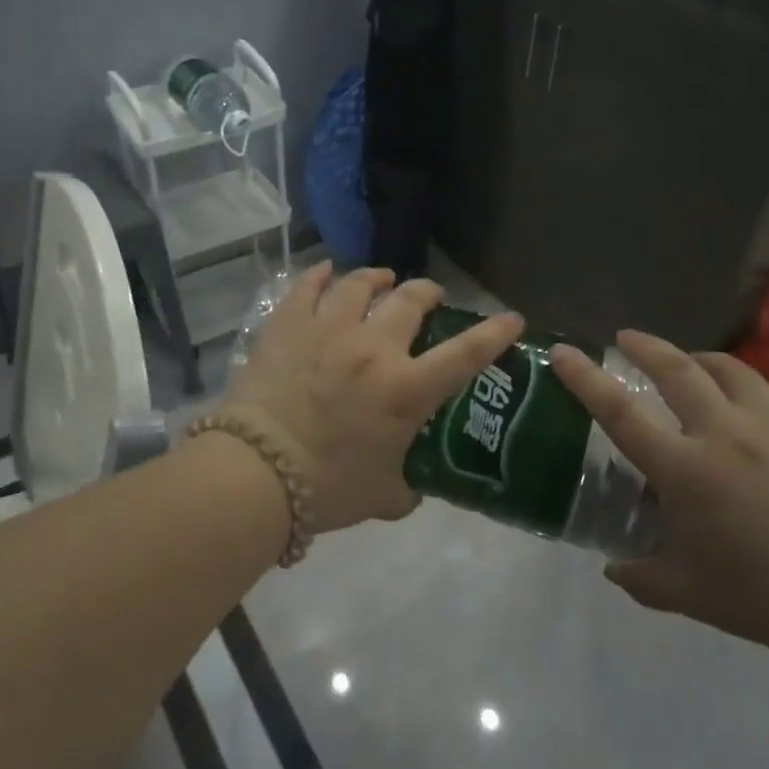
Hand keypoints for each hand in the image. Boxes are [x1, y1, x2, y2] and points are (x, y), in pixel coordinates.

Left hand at [226, 264, 524, 532]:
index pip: (465, 353)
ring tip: (381, 279)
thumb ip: (406, 488)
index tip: (511, 317)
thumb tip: (411, 487)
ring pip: (360, 283)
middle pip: (410, 300)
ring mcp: (329, 329)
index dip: (494, 333)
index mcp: (406, 389)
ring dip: (378, 278)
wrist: (256, 472)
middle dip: (427, 292)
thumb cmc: (327, 488)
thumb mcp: (383, 496)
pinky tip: (327, 272)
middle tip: (429, 296)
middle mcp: (374, 348)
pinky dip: (321, 275)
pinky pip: (308, 286)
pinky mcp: (289, 325)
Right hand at [551, 331, 768, 667]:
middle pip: (675, 367)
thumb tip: (612, 567)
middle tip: (627, 339)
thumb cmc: (765, 597)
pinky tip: (753, 401)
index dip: (585, 378)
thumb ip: (639, 577)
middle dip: (644, 346)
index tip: (563, 352)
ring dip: (699, 360)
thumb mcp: (687, 595)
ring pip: (729, 368)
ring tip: (691, 365)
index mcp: (684, 469)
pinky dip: (753, 388)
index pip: (619, 411)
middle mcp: (725, 431)